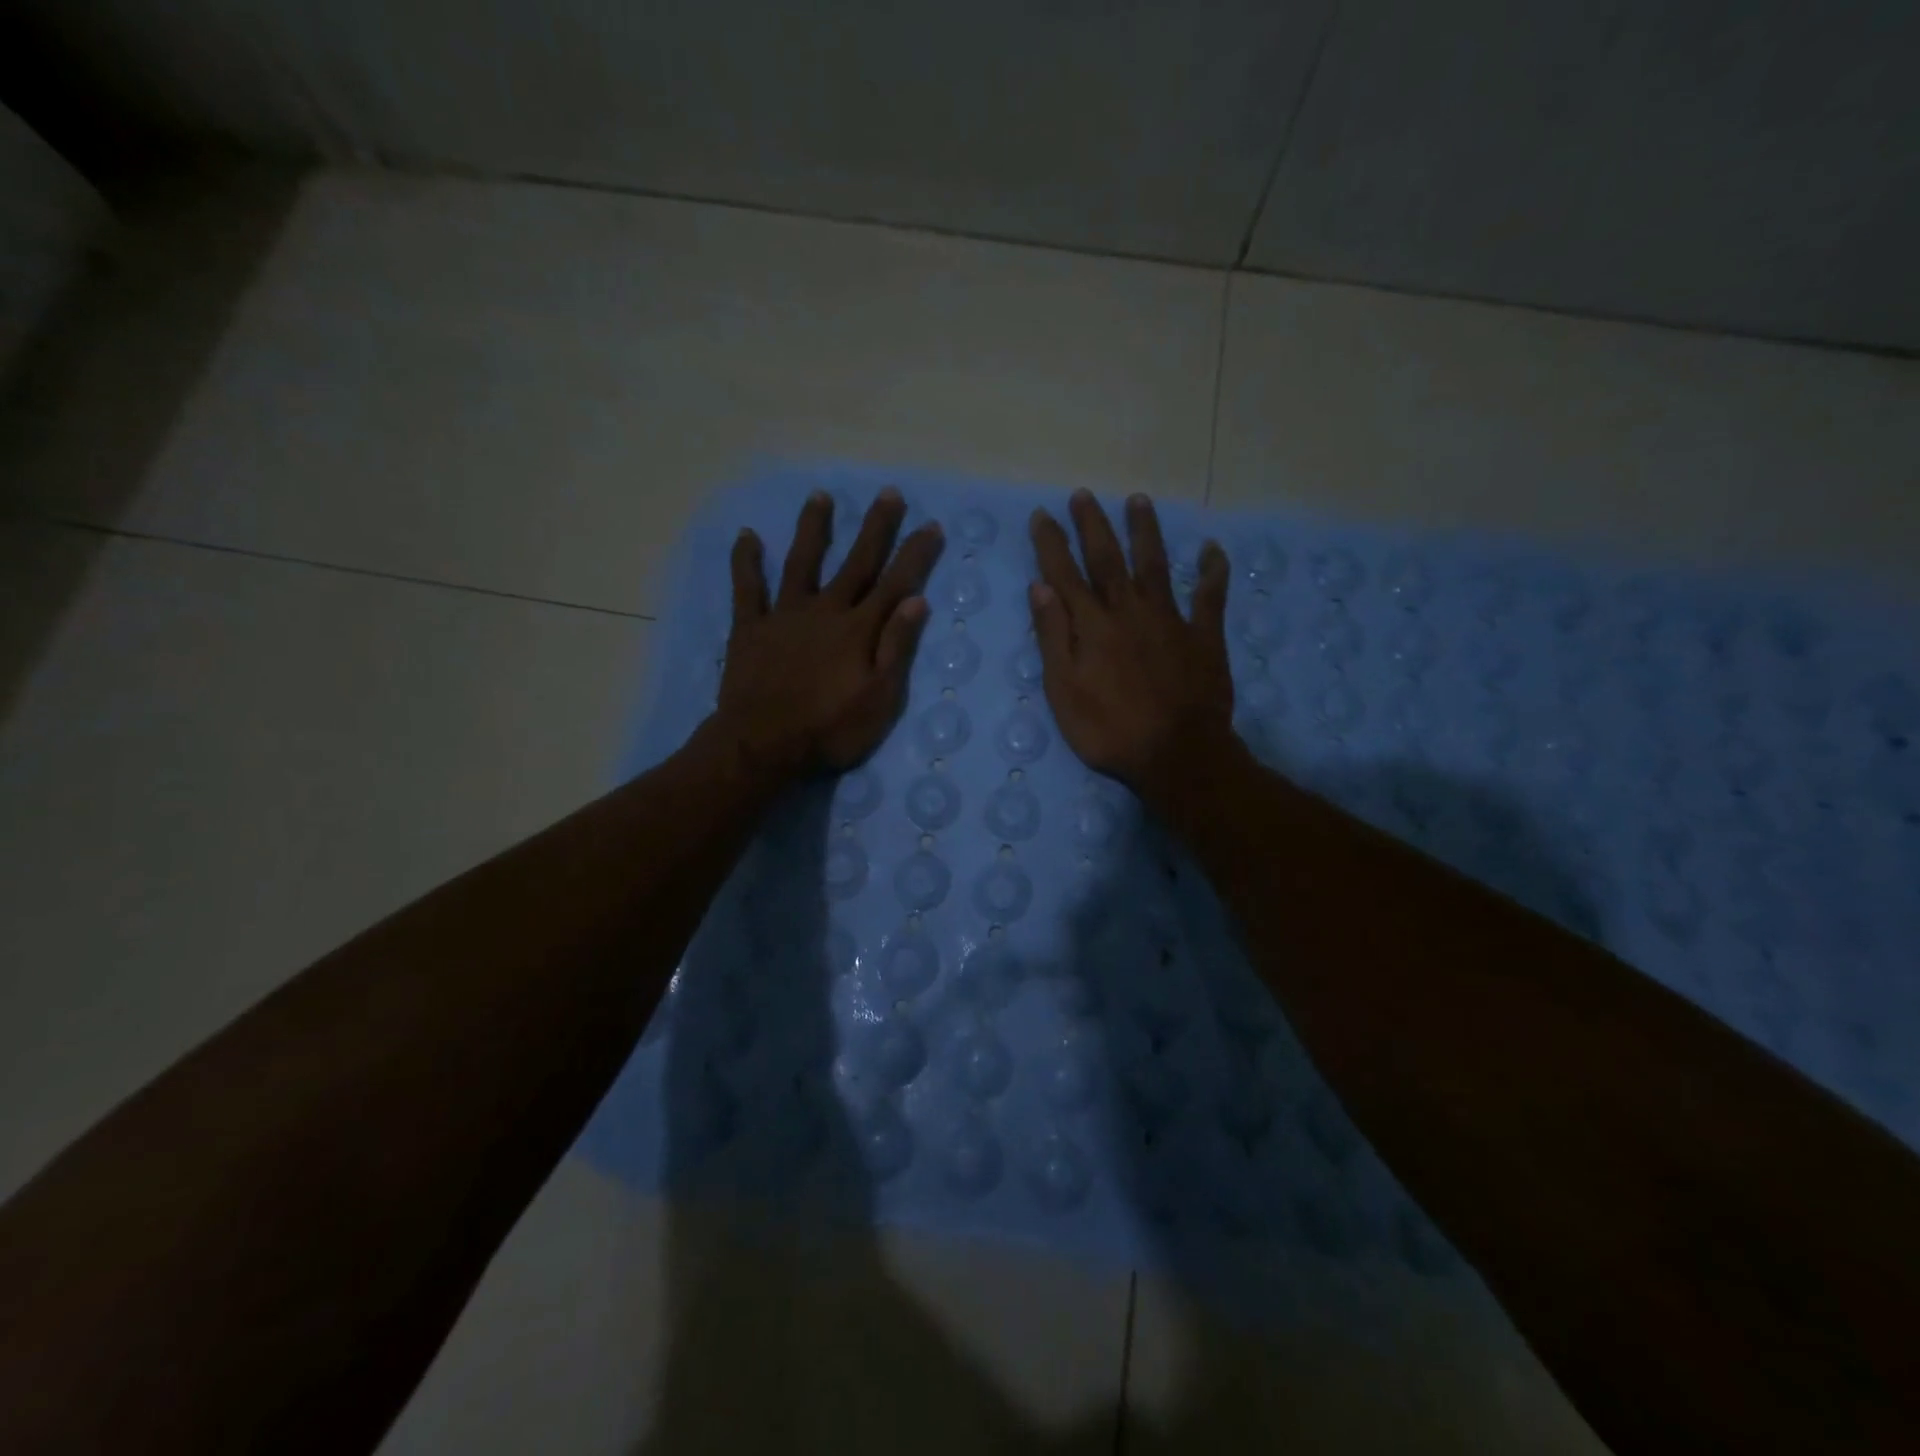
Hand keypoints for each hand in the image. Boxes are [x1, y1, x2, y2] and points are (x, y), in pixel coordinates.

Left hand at [714, 487, 942, 777]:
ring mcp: (784, 615)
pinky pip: (747, 588)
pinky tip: (748, 535)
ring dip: (813, 528)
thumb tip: (916, 601)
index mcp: (859, 630)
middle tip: (889, 494)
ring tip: (820, 496)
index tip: (931, 526)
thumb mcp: (879, 699)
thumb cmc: (829, 729)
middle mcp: (825, 611)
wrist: (763, 745)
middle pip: (856, 562)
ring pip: (802, 562)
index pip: (896, 584)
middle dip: (875, 528)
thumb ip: (896, 648)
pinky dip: (747, 562)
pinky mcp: (750, 627)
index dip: (915, 555)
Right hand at [1028, 491, 1235, 800]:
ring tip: (1139, 500)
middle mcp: (1129, 612)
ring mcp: (1170, 620)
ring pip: (1156, 565)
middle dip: (1093, 525)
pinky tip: (1212, 549)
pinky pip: (1211, 597)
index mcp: (1093, 626)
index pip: (1065, 575)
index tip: (1042, 515)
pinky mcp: (1203, 636)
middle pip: (1109, 559)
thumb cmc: (1109, 731)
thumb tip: (1040, 588)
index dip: (1051, 544)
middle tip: (1083, 494)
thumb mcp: (1065, 692)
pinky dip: (1212, 572)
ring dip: (1146, 532)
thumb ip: (1053, 638)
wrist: (1176, 754)